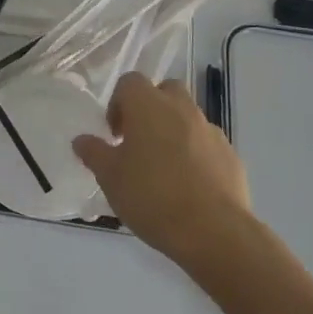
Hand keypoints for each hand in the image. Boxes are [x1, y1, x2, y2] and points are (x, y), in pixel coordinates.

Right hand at [73, 73, 253, 270]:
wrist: (214, 232)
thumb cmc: (152, 196)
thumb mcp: (110, 177)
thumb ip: (94, 153)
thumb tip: (82, 140)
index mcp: (148, 105)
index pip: (130, 82)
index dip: (118, 103)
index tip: (115, 134)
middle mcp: (181, 108)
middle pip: (165, 90)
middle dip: (151, 108)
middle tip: (139, 141)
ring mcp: (210, 131)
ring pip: (188, 117)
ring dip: (174, 131)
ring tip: (164, 168)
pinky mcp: (231, 155)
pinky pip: (207, 144)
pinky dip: (196, 154)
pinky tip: (189, 185)